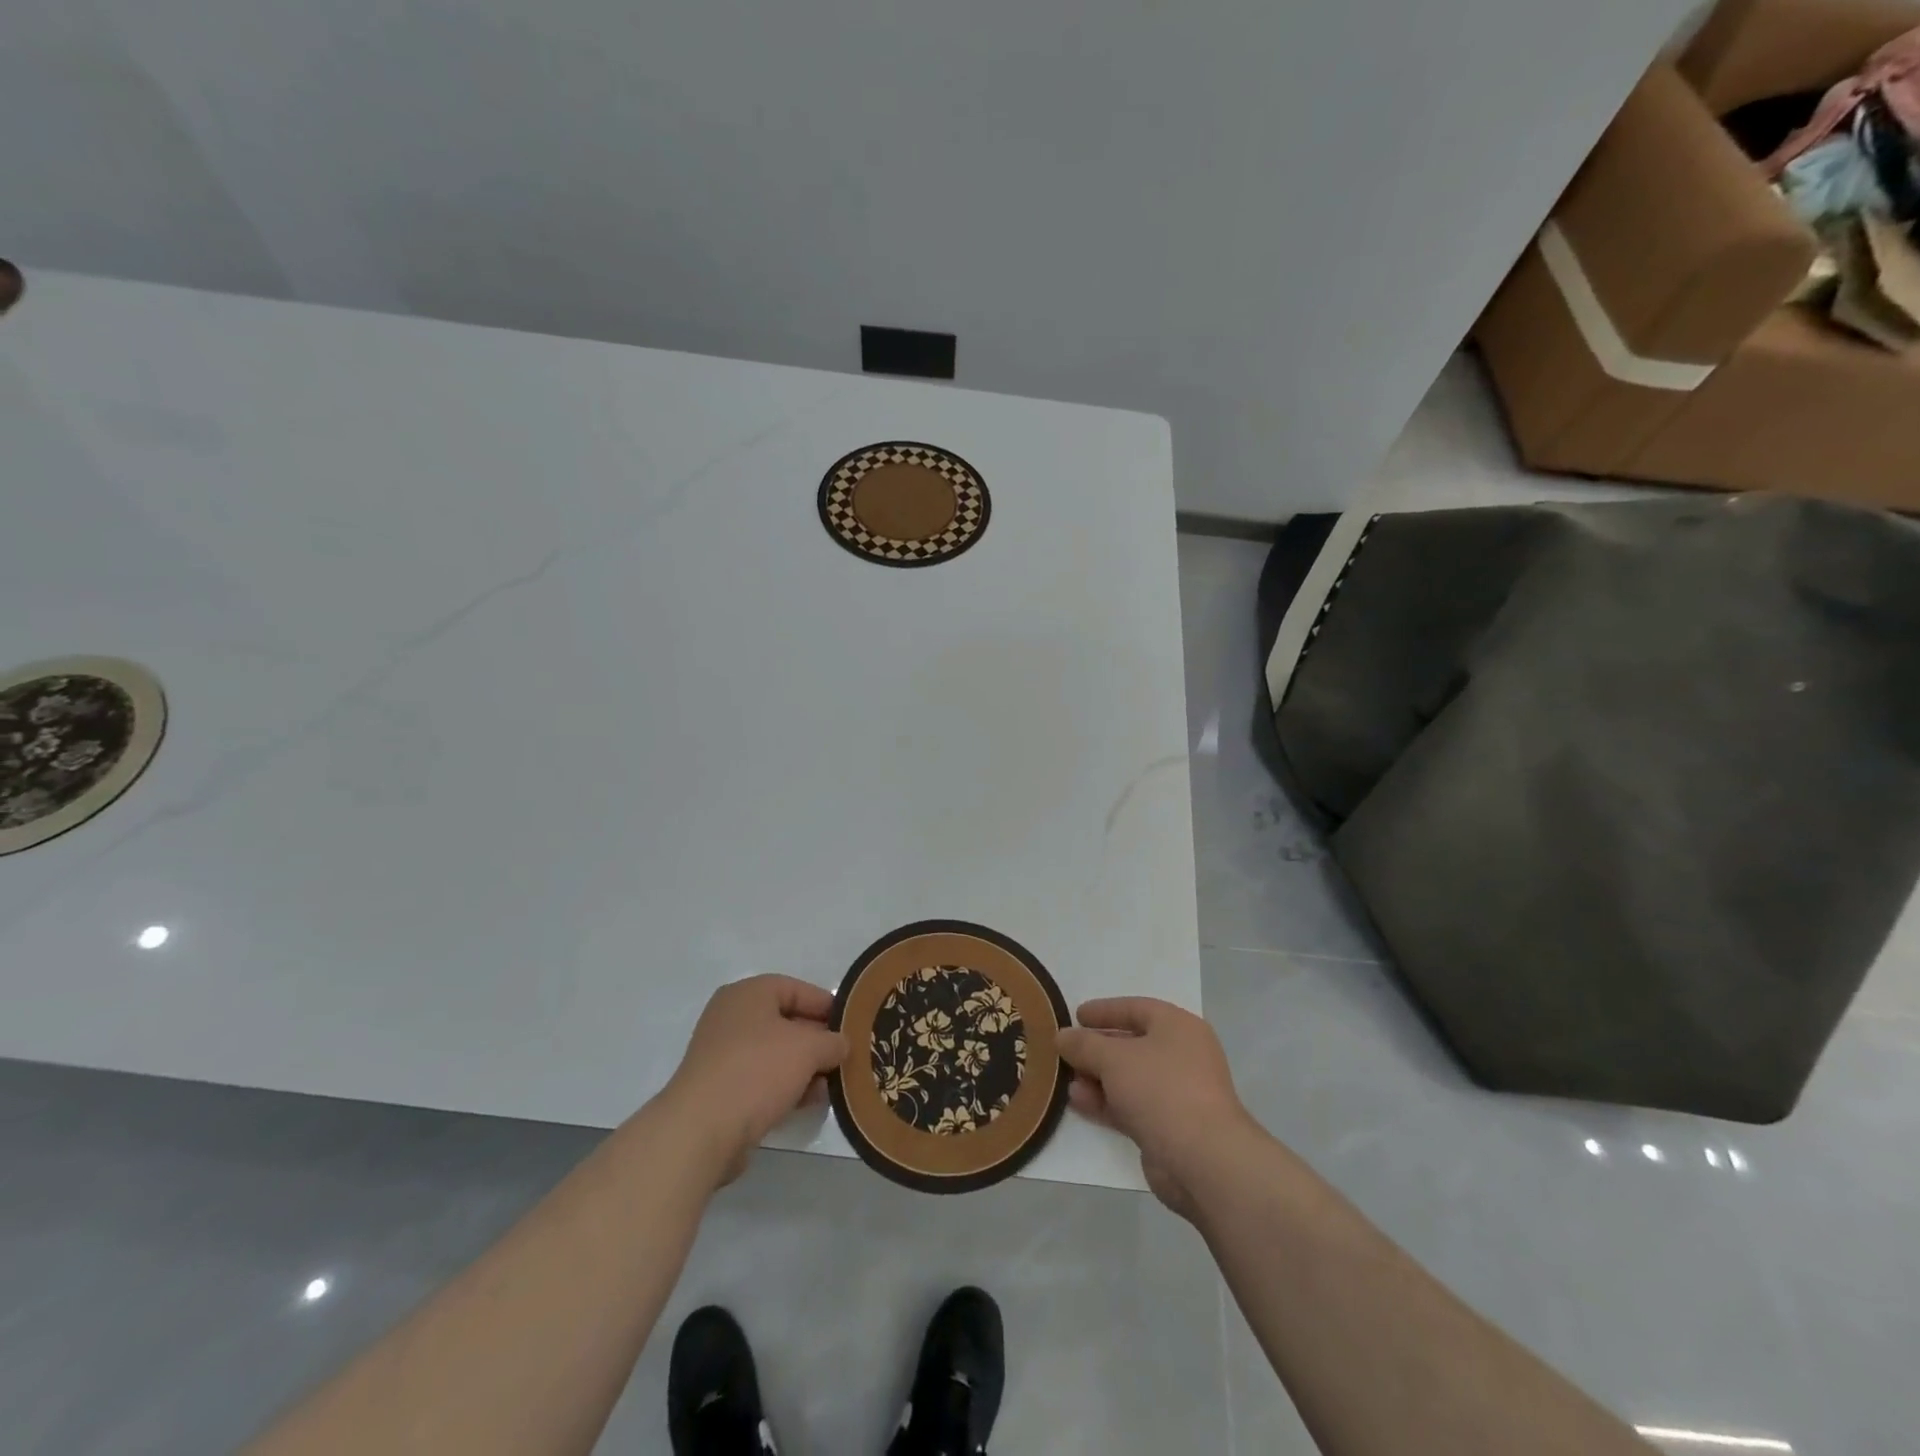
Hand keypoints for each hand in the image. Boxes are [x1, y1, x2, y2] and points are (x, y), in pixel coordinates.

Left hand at [660, 975, 847, 1186]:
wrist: (701, 1131)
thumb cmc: (757, 1071)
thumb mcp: (808, 1049)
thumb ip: (832, 1042)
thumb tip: (842, 1044)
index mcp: (748, 993)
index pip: (797, 988)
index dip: (826, 1006)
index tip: (851, 1025)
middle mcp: (732, 1017)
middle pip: (786, 1021)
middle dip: (817, 1040)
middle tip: (844, 1057)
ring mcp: (722, 1054)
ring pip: (775, 1053)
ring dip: (804, 1067)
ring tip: (830, 1085)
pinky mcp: (720, 1088)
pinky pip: (761, 1078)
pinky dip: (785, 1086)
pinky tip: (807, 1102)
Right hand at [1057, 998, 1258, 1217]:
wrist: (1203, 1160)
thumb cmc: (1161, 1089)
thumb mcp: (1114, 1058)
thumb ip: (1084, 1044)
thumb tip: (1062, 1036)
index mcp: (1178, 1027)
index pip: (1136, 1008)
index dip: (1104, 1010)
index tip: (1075, 1016)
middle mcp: (1182, 1055)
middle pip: (1132, 1044)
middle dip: (1096, 1048)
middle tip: (1066, 1050)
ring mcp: (1177, 1093)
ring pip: (1129, 1078)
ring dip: (1097, 1078)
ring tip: (1065, 1079)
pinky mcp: (1170, 1127)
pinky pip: (1132, 1106)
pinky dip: (1106, 1102)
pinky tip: (1078, 1102)